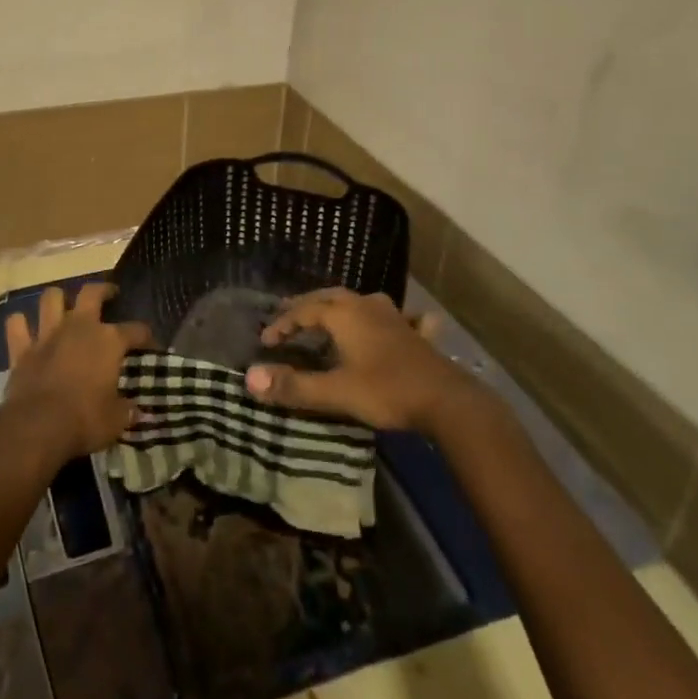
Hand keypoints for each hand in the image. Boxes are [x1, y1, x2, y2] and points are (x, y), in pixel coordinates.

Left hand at [3, 281, 152, 464]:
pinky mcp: (21, 349)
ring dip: (57, 300)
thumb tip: (138, 411)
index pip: (136, 330)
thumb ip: (127, 410)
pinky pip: (16, 325)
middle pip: (92, 293)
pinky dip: (20, 324)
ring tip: (64, 306)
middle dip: (103, 290)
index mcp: (109, 341)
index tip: (151, 344)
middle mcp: (79, 327)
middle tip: (109, 295)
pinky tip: (24, 328)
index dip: (146, 336)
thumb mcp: (116, 420)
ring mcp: (48, 334)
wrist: (38, 427)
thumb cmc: (85, 420)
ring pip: (51, 298)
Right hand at [245, 288, 474, 431]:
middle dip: (308, 306)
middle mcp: (367, 306)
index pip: (304, 310)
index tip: (266, 340)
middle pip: (331, 297)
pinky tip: (400, 321)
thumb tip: (250, 378)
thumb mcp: (336, 392)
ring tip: (331, 316)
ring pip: (362, 302)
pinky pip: (400, 316)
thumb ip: (294, 386)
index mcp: (345, 314)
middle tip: (290, 317)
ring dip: (342, 307)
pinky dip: (389, 317)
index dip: (283, 323)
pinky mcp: (416, 334)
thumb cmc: (386, 391)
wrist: (447, 401)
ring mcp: (395, 317)